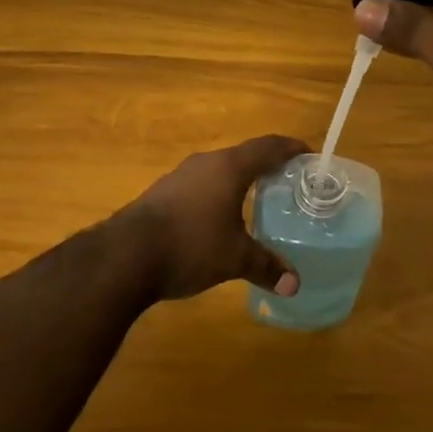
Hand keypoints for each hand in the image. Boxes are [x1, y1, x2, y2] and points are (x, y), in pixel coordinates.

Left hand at [118, 135, 308, 300]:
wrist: (125, 255)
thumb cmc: (190, 245)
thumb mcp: (234, 259)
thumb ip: (266, 266)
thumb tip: (294, 284)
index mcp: (229, 167)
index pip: (267, 147)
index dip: (289, 148)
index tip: (307, 154)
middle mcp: (205, 163)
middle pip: (242, 156)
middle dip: (265, 167)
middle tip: (286, 183)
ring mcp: (179, 176)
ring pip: (218, 171)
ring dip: (237, 181)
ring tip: (255, 201)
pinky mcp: (161, 194)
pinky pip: (199, 186)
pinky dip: (216, 195)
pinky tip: (217, 219)